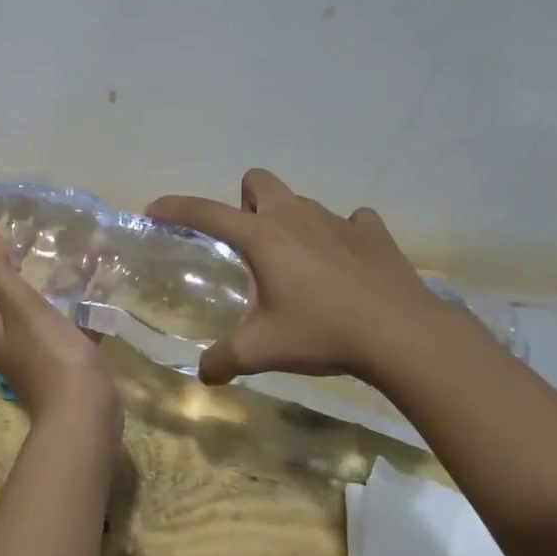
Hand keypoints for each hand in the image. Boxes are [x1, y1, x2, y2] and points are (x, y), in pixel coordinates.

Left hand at [0, 219, 122, 429]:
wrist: (84, 412)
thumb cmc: (49, 355)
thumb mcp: (21, 306)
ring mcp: (26, 348)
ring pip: (15, 306)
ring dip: (18, 280)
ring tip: (30, 252)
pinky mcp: (54, 355)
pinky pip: (49, 318)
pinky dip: (56, 298)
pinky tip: (77, 284)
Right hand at [147, 169, 450, 387]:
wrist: (402, 334)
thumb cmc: (323, 333)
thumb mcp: (262, 351)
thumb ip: (224, 359)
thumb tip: (203, 374)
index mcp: (262, 237)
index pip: (207, 212)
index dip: (176, 208)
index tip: (154, 210)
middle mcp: (296, 216)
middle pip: (257, 181)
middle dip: (245, 203)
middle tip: (248, 245)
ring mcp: (338, 220)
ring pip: (301, 203)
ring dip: (290, 222)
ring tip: (297, 265)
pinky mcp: (373, 233)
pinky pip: (351, 222)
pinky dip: (341, 236)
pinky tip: (343, 265)